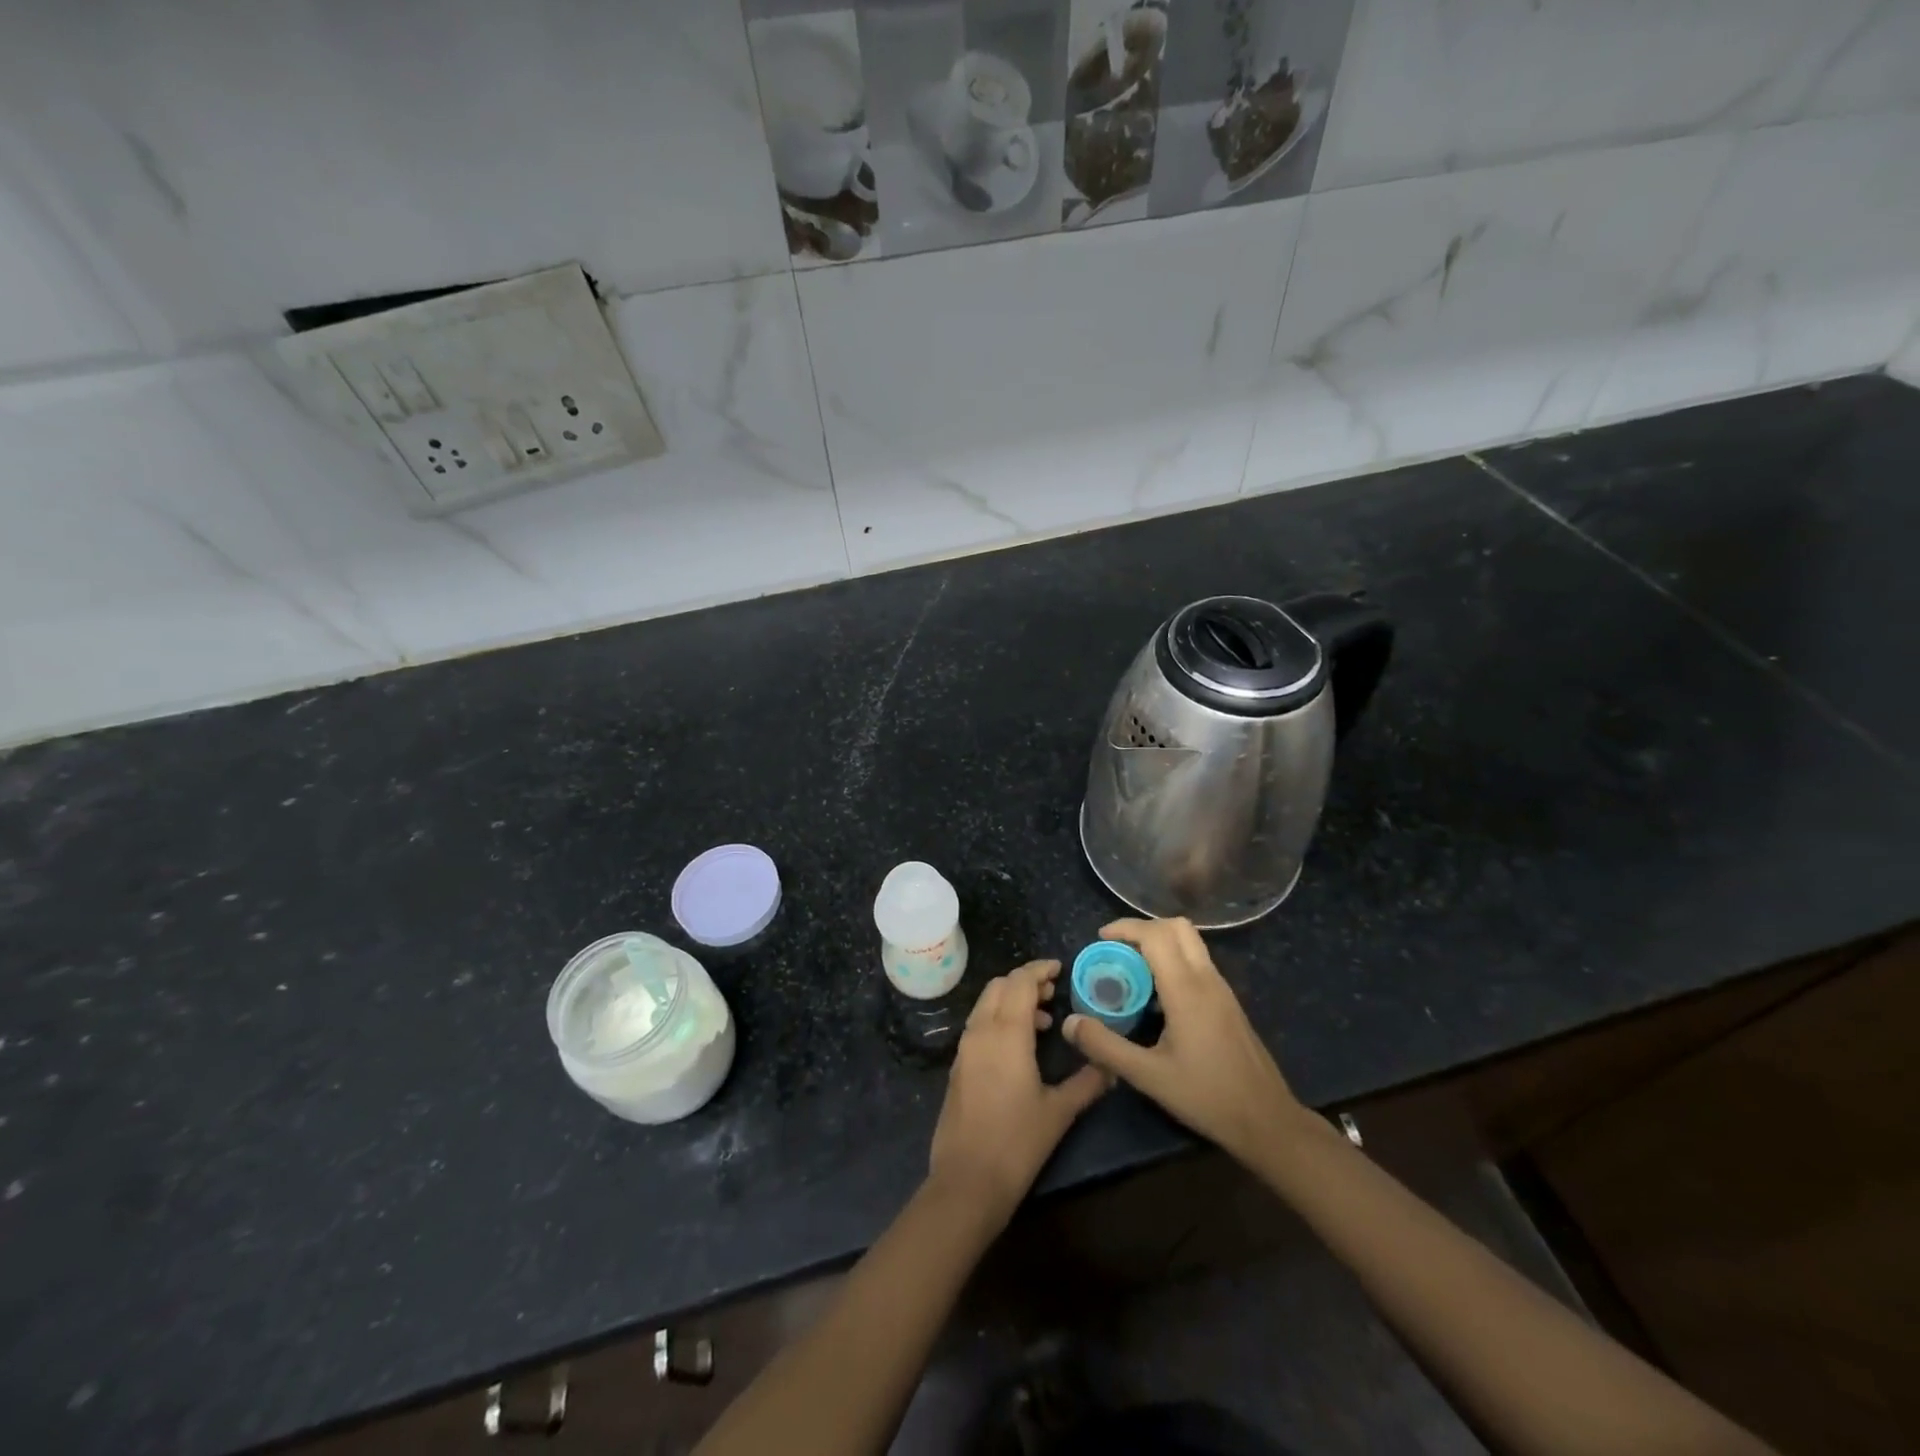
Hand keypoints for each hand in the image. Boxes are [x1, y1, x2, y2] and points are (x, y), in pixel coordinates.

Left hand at [928, 959, 1110, 1225]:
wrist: (967, 1181)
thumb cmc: (1017, 1143)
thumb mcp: (1059, 1112)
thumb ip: (1087, 1083)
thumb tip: (1111, 1066)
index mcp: (1006, 1033)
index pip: (1020, 982)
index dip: (1039, 969)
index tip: (1060, 968)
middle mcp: (981, 1031)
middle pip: (999, 986)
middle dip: (1025, 982)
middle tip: (1053, 993)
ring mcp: (965, 1048)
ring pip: (986, 1004)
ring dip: (1011, 1001)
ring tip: (1042, 1022)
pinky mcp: (958, 1066)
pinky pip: (978, 1025)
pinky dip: (998, 1019)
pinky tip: (1019, 1047)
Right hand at [1062, 918, 1306, 1165]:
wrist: (1267, 1121)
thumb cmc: (1206, 1097)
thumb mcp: (1148, 1076)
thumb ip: (1106, 1047)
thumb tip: (1069, 1023)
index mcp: (1187, 990)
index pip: (1156, 935)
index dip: (1126, 928)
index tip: (1100, 939)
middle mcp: (1207, 979)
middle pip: (1177, 927)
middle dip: (1143, 928)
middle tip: (1117, 949)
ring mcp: (1222, 989)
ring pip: (1191, 942)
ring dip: (1160, 942)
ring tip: (1132, 969)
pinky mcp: (1229, 1002)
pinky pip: (1198, 962)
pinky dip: (1174, 960)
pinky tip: (1158, 996)